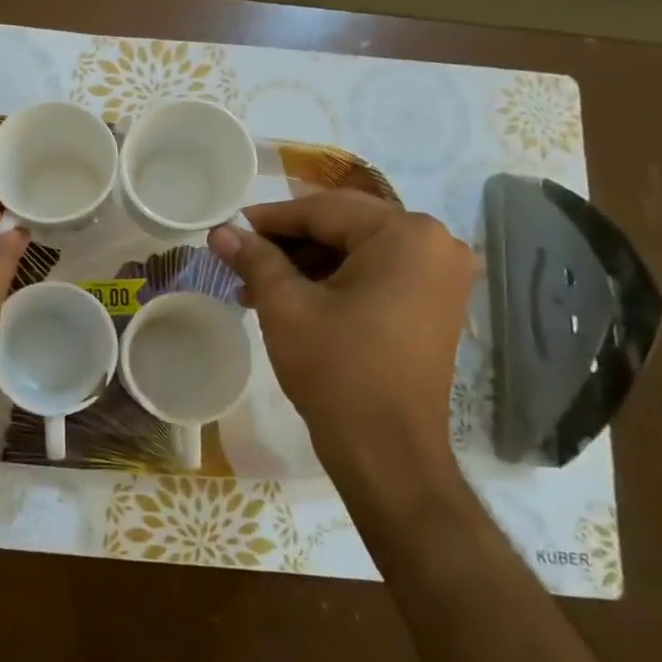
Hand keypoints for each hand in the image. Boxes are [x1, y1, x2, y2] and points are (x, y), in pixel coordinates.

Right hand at [210, 191, 476, 534]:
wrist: (387, 451)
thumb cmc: (337, 369)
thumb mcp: (285, 306)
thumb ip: (254, 258)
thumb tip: (220, 231)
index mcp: (405, 234)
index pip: (324, 211)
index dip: (271, 219)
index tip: (230, 228)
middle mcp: (436, 244)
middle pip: (345, 226)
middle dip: (289, 243)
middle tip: (242, 257)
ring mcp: (442, 277)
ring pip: (359, 251)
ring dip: (308, 265)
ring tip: (257, 287)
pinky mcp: (436, 305)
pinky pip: (378, 275)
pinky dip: (336, 282)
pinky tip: (293, 300)